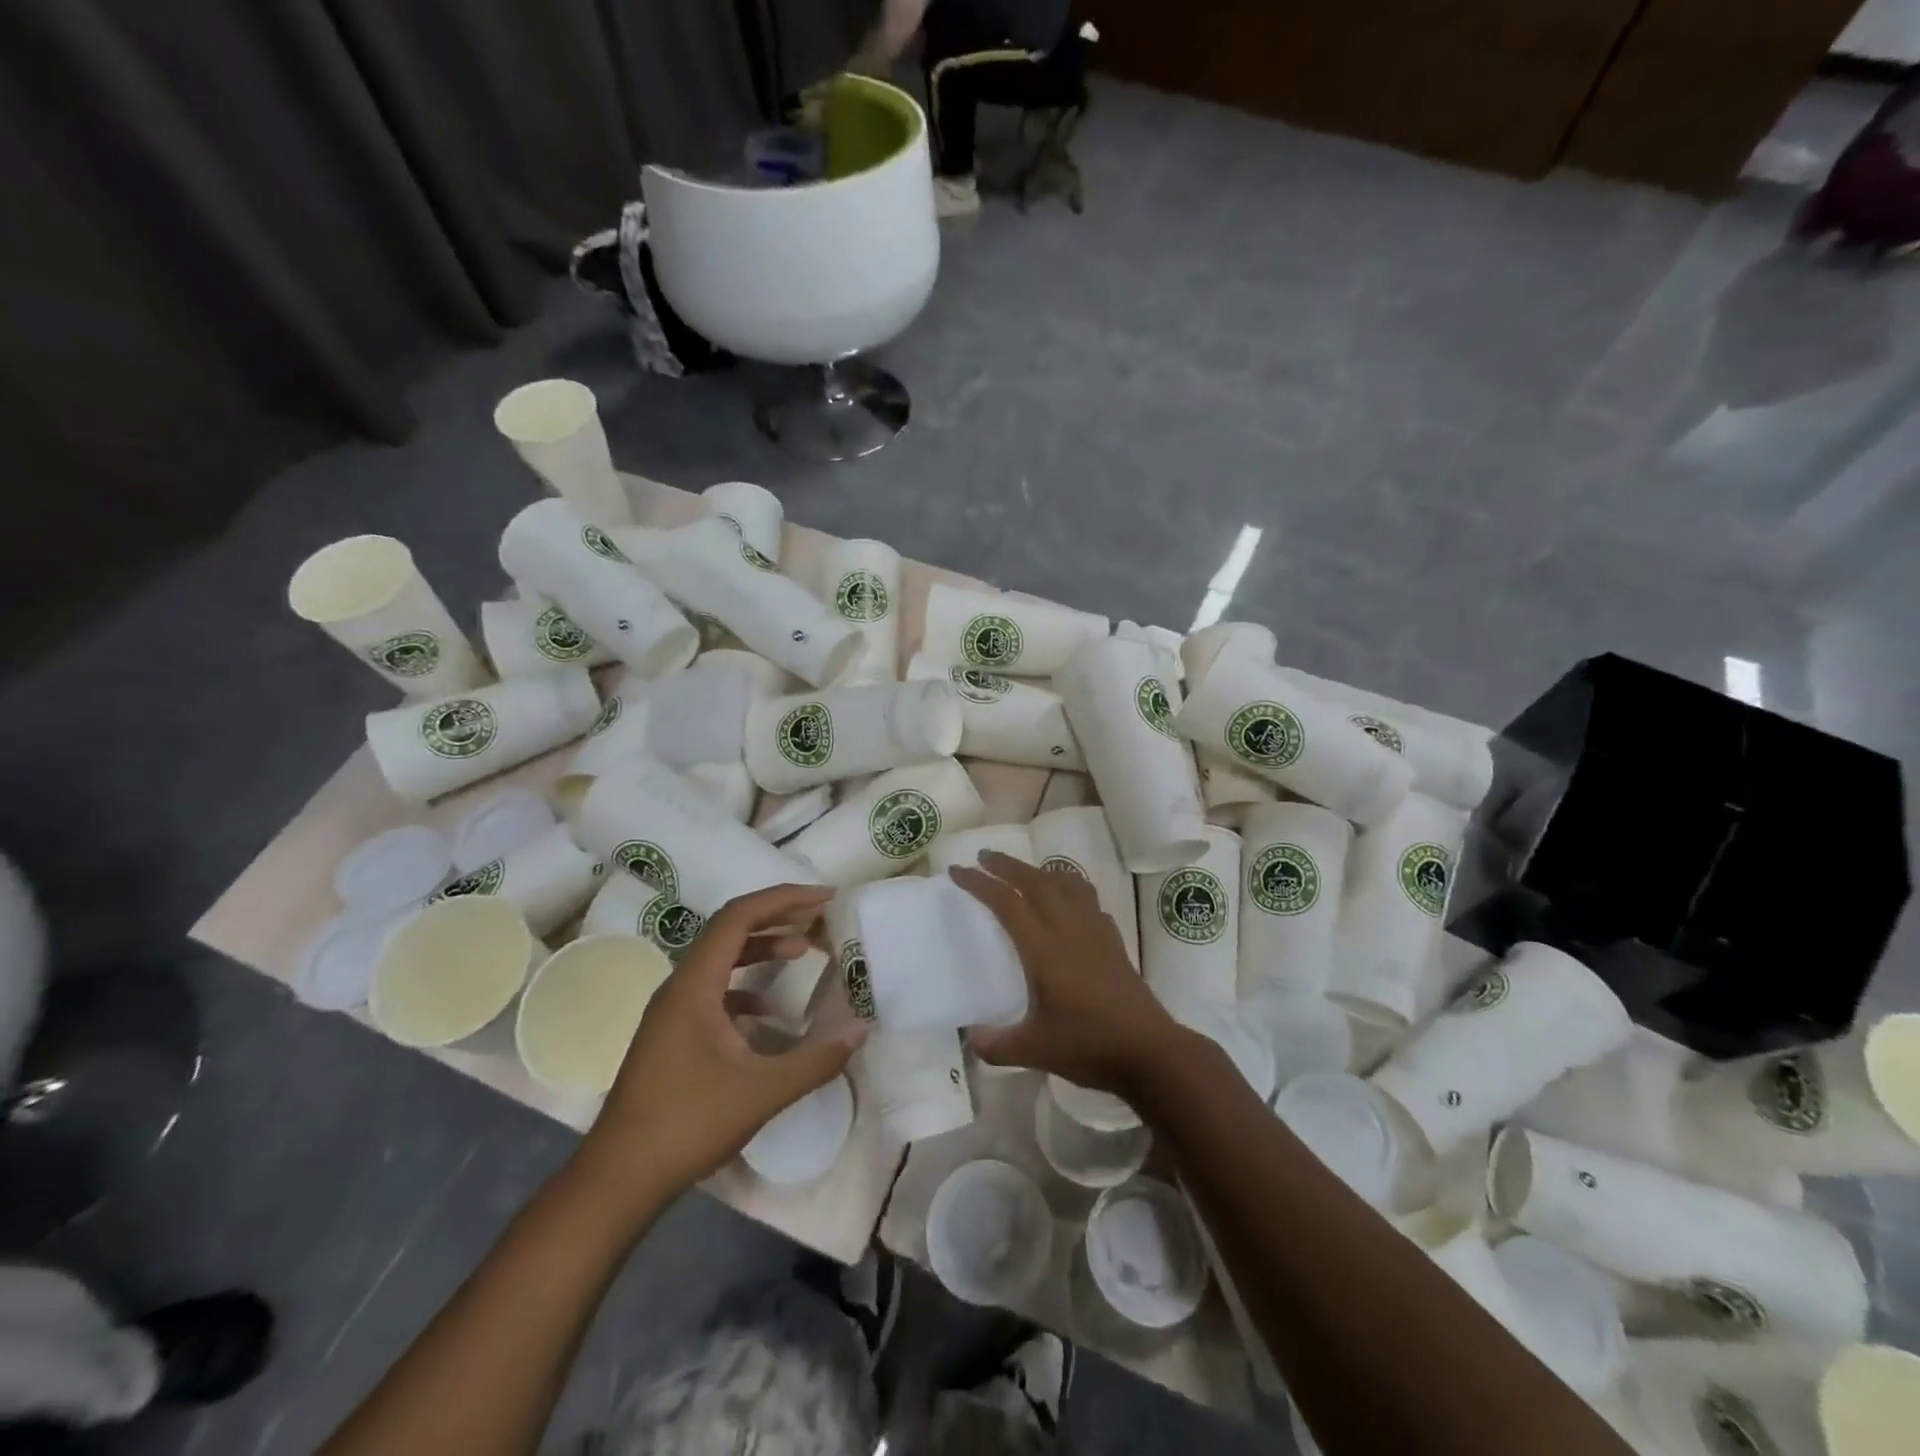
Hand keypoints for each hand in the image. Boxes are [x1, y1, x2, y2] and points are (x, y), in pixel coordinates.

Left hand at [576, 884, 866, 1208]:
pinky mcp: (672, 1032)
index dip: (783, 899)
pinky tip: (771, 1011)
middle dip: (777, 917)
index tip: (824, 899)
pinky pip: (714, 988)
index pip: (739, 916)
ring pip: (721, 958)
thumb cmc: (687, 1124)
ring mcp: (672, 1010)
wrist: (619, 1178)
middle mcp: (679, 986)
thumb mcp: (762, 1092)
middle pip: (730, 929)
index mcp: (694, 984)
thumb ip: (816, 1059)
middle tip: (821, 918)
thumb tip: (862, 1030)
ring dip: (762, 947)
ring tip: (804, 950)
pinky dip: (747, 985)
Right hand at [950, 852, 1178, 1099]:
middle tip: (985, 856)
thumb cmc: (1089, 1046)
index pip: (1006, 903)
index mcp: (1044, 948)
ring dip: (1042, 871)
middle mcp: (1069, 929)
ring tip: (1027, 872)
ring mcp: (1095, 932)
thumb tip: (970, 1037)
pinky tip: (1068, 903)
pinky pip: (1089, 900)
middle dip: (1008, 865)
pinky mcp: (1114, 942)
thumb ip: (996, 1044)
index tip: (957, 870)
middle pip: (1036, 882)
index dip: (979, 883)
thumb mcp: (1034, 1050)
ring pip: (1067, 884)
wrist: (1150, 1052)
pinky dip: (1071, 889)